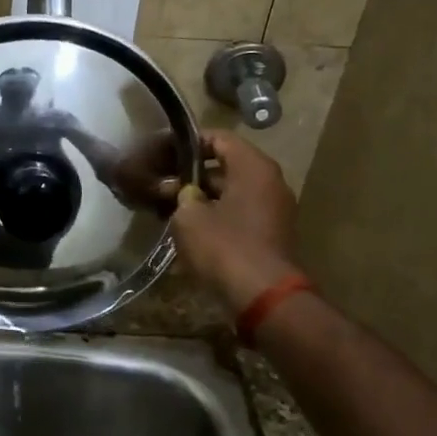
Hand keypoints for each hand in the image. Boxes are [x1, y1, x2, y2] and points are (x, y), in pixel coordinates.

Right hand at [170, 130, 300, 314]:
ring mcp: (275, 209)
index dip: (189, 143)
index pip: (220, 138)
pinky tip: (190, 229)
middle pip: (227, 166)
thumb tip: (184, 193)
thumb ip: (182, 195)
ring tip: (170, 208)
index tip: (164, 153)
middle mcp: (270, 182)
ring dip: (203, 198)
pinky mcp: (271, 234)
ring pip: (232, 192)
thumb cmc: (224, 246)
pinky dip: (217, 215)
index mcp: (253, 167)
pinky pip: (240, 213)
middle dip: (193, 175)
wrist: (262, 296)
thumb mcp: (189, 217)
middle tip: (161, 185)